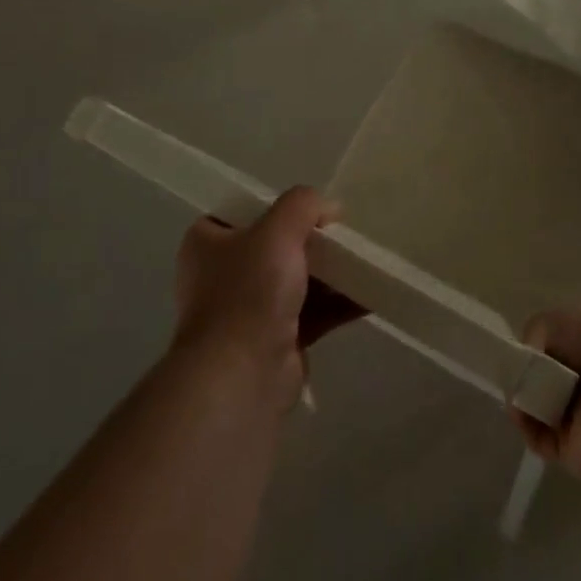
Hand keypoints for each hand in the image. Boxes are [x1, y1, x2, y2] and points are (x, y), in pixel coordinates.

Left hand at [171, 186, 364, 408]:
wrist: (242, 376)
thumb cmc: (249, 293)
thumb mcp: (277, 230)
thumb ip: (303, 205)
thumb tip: (328, 208)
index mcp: (208, 243)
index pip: (244, 212)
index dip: (278, 206)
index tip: (311, 208)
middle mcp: (224, 274)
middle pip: (277, 245)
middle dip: (314, 240)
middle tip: (346, 233)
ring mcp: (250, 310)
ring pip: (299, 279)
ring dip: (332, 272)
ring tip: (368, 259)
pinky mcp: (277, 338)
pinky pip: (315, 311)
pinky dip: (340, 302)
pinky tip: (372, 292)